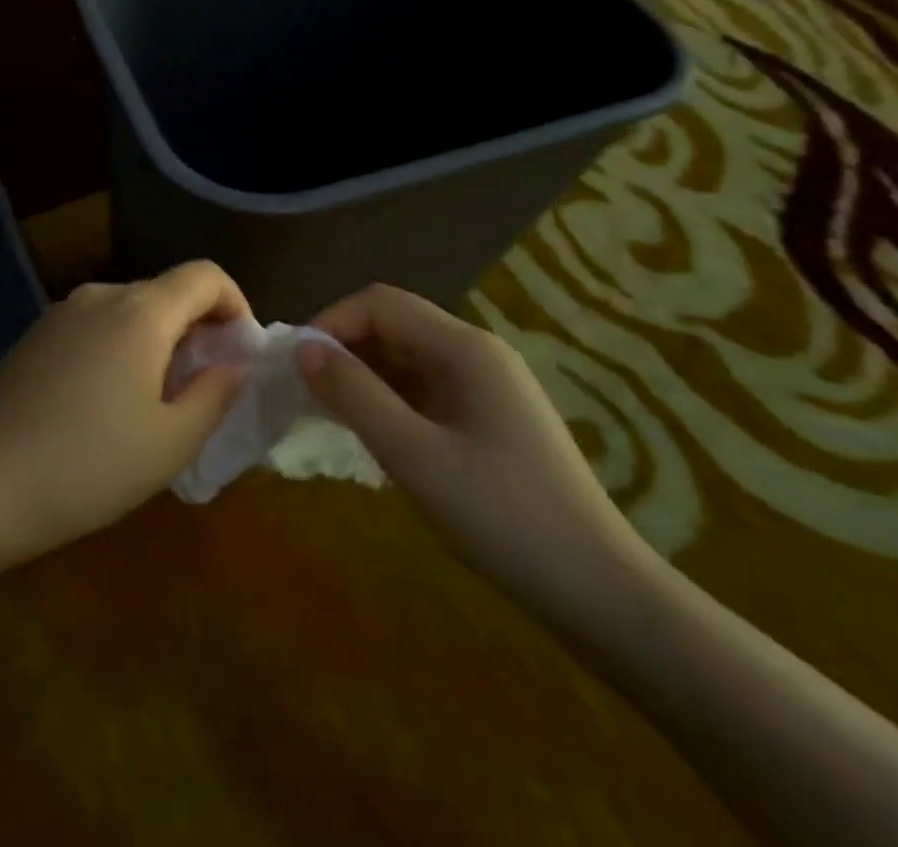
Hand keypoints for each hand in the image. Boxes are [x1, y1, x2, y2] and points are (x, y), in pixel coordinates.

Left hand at [0, 261, 253, 561]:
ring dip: (156, 340)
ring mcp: (61, 312)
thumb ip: (217, 392)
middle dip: (197, 329)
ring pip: (129, 310)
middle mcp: (101, 296)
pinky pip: (94, 325)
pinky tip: (105, 401)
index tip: (240, 350)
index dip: (234, 303)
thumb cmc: (91, 466)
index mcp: (141, 311)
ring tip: (155, 400)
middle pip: (166, 292)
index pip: (204, 275)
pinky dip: (119, 347)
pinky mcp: (36, 335)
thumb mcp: (172, 441)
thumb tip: (238, 362)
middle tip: (203, 387)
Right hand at [298, 284, 654, 618]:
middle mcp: (477, 353)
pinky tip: (371, 432)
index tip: (297, 366)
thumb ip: (354, 394)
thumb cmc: (502, 517)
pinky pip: (425, 389)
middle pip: (394, 325)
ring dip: (363, 376)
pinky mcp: (489, 418)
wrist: (600, 593)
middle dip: (344, 349)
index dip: (332, 322)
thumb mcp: (414, 455)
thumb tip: (302, 349)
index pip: (380, 303)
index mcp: (464, 348)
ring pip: (407, 358)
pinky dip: (389, 400)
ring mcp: (487, 386)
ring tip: (327, 414)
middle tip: (304, 392)